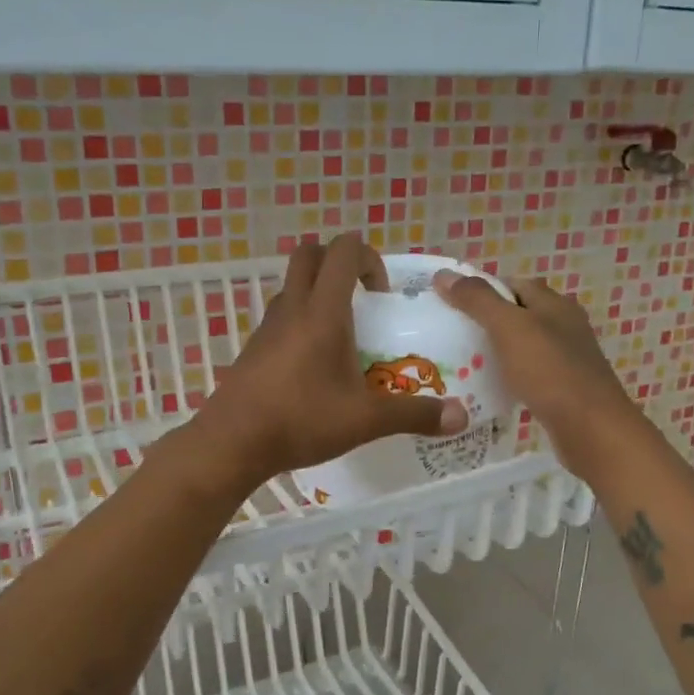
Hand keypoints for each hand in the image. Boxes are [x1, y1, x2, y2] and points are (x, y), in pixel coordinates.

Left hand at [192, 235, 470, 491]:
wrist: (232, 443)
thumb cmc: (301, 420)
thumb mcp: (365, 420)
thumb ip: (414, 415)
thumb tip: (461, 417)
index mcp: (322, 311)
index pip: (342, 251)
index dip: (368, 257)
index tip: (381, 295)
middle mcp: (292, 308)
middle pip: (309, 254)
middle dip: (338, 263)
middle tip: (361, 298)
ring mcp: (267, 326)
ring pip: (292, 285)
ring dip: (318, 292)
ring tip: (342, 334)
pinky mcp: (253, 347)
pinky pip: (280, 316)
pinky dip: (300, 320)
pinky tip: (314, 364)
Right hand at [433, 270, 642, 480]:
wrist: (591, 429)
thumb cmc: (549, 371)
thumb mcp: (508, 328)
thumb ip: (477, 300)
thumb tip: (444, 275)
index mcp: (554, 303)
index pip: (513, 283)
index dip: (481, 290)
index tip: (450, 305)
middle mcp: (564, 325)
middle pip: (518, 314)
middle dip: (486, 322)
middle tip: (451, 336)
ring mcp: (567, 358)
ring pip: (523, 345)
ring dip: (496, 351)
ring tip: (463, 363)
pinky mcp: (564, 388)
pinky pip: (529, 373)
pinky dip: (509, 376)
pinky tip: (491, 389)